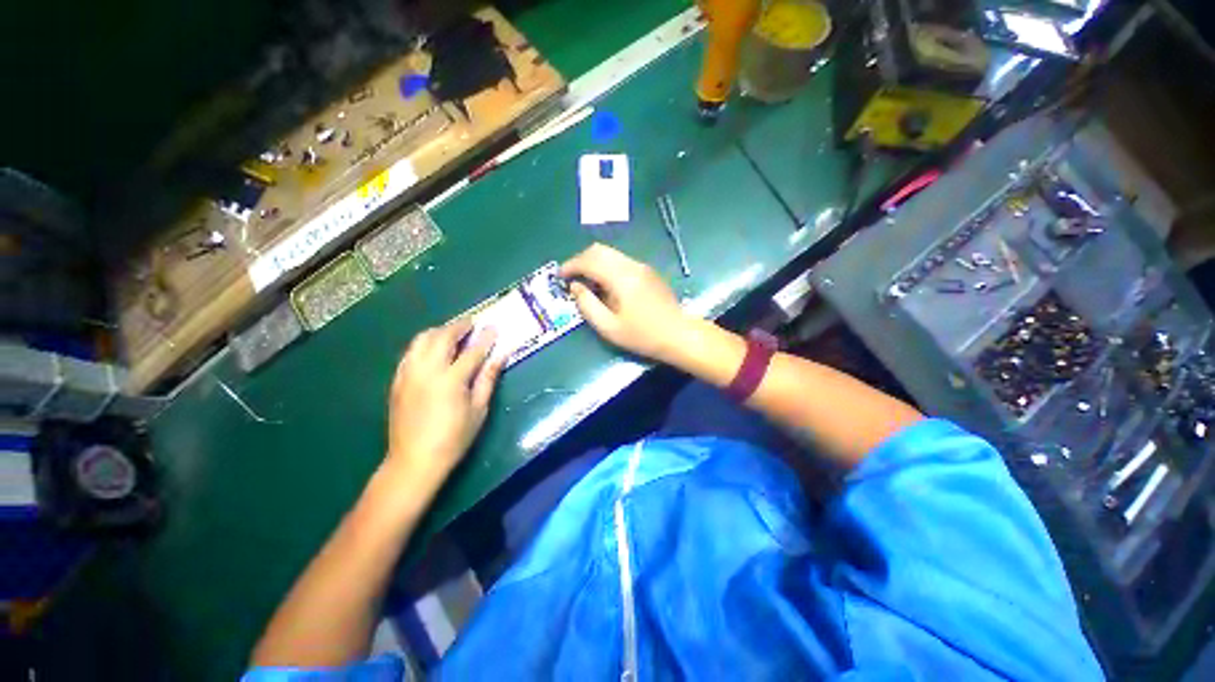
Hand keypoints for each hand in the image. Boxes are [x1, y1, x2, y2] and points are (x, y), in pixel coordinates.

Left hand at [386, 319, 502, 484]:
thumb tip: (501, 355)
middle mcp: (427, 371)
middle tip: (471, 323)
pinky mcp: (397, 380)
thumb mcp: (479, 409)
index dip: (485, 338)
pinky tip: (432, 348)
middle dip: (459, 326)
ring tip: (452, 332)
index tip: (494, 327)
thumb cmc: (454, 438)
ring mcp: (408, 374)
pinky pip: (410, 352)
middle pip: (442, 337)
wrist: (414, 460)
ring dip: (439, 331)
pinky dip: (423, 344)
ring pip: (421, 340)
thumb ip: (488, 379)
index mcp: (450, 380)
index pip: (472, 351)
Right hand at [560, 243, 692, 361]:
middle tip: (570, 277)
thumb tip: (575, 287)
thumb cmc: (643, 335)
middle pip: (599, 250)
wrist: (679, 334)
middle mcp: (631, 265)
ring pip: (610, 253)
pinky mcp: (648, 271)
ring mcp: (641, 266)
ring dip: (593, 262)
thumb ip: (588, 305)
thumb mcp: (609, 328)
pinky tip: (604, 284)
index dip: (570, 266)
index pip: (589, 260)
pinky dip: (606, 266)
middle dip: (580, 260)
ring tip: (585, 281)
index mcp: (620, 277)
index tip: (560, 277)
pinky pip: (620, 260)